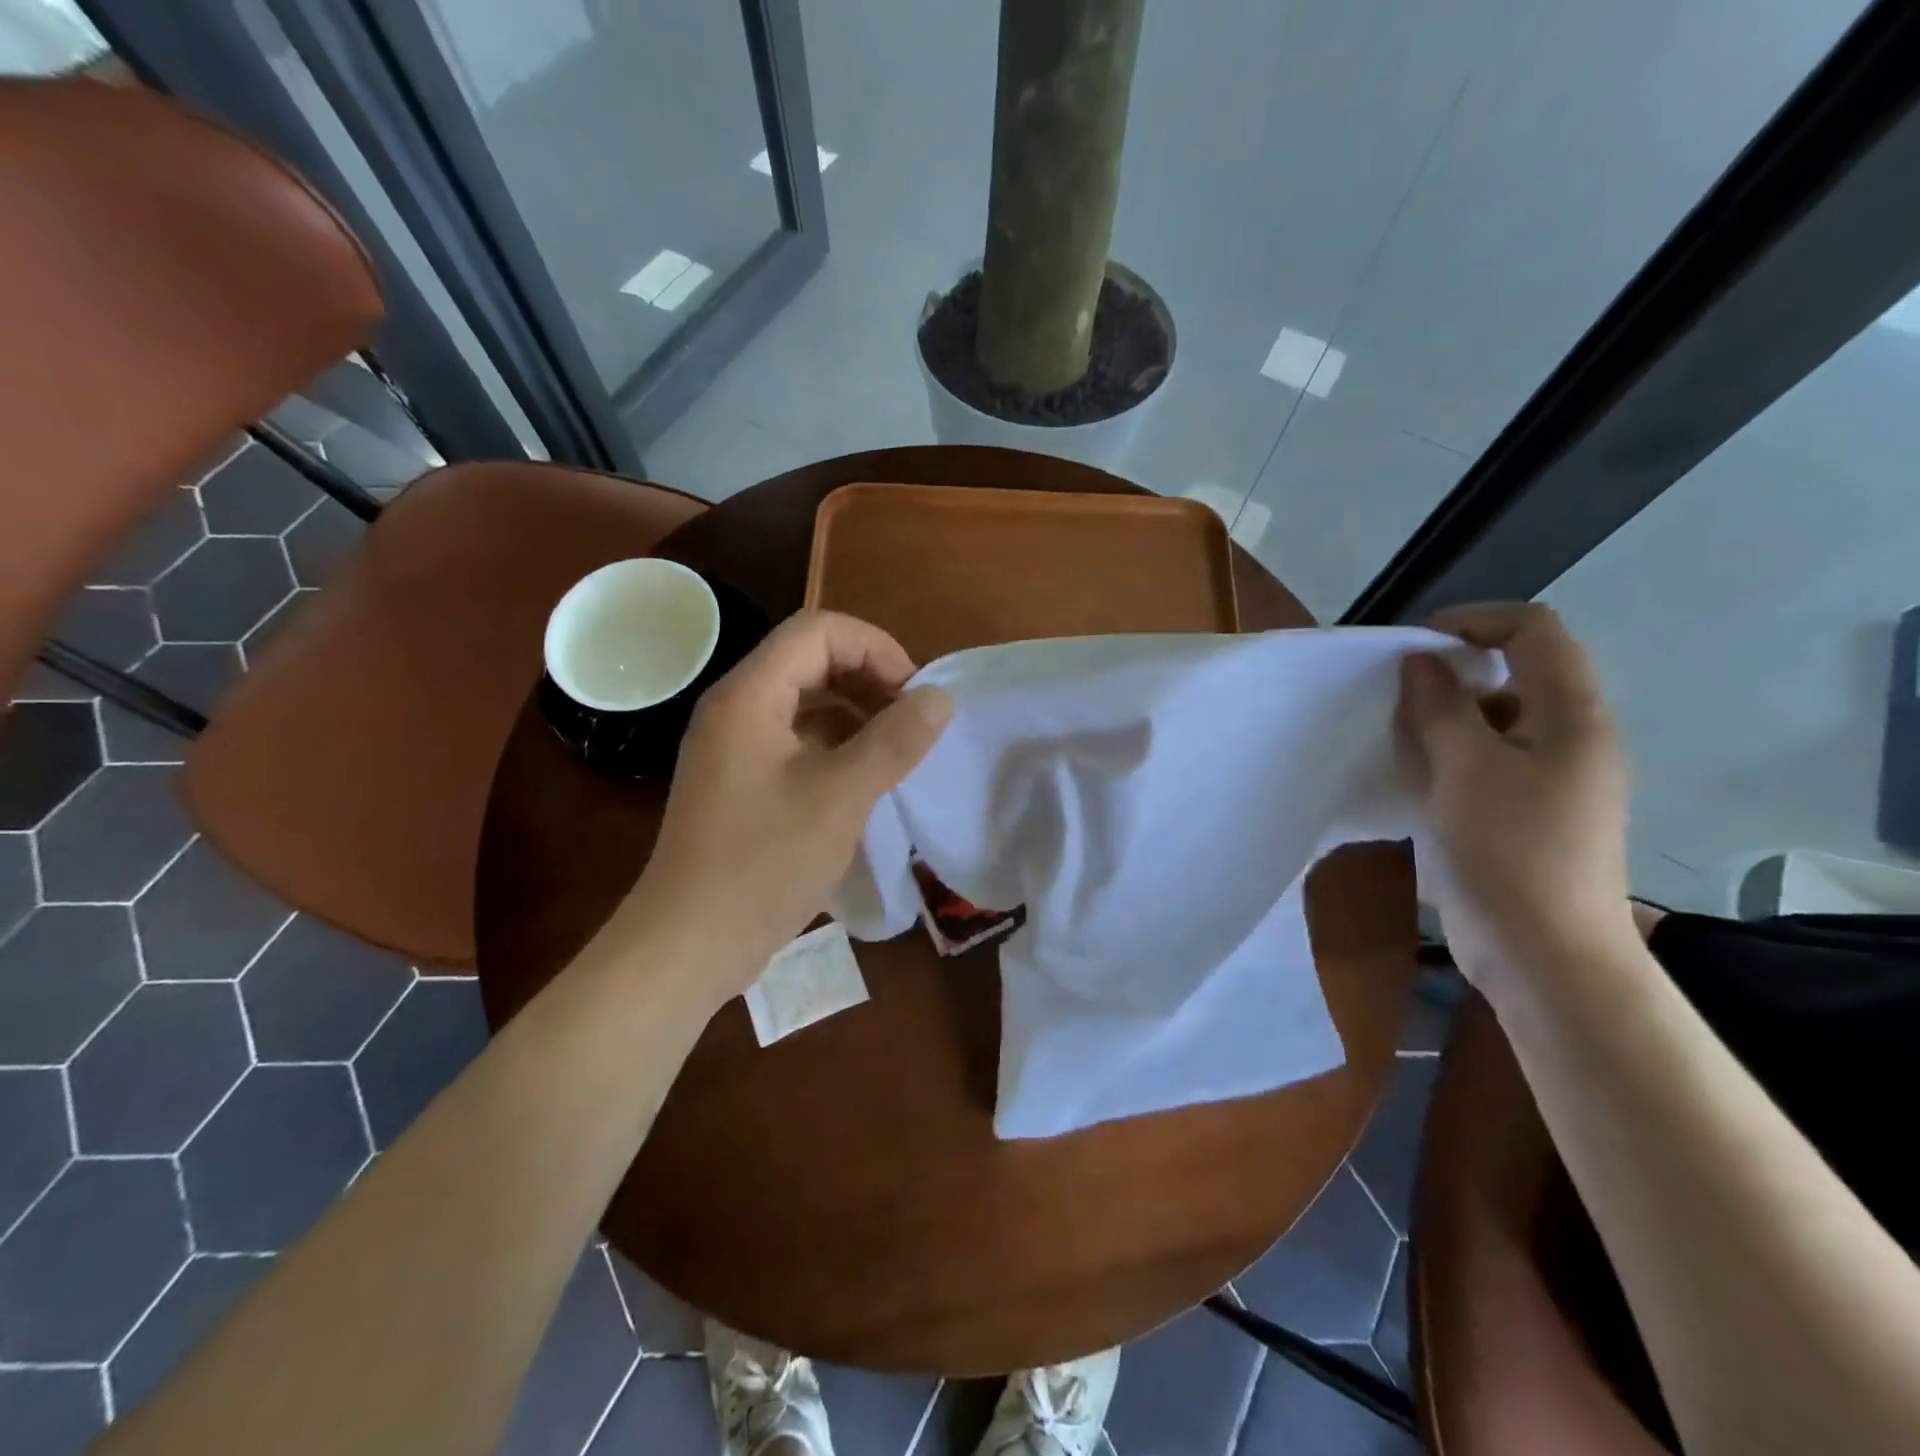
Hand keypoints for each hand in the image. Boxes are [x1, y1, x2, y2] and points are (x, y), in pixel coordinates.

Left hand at [630, 610, 952, 993]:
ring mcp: (734, 748)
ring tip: (897, 753)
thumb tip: (940, 698)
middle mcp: (736, 709)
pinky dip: (836, 748)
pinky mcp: (740, 783)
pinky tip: (864, 783)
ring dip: (856, 716)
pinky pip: (795, 742)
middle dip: (869, 680)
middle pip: (810, 661)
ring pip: (805, 704)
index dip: (875, 649)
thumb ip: (894, 740)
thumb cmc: (763, 863)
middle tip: (912, 724)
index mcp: (750, 695)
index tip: (914, 695)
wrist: (688, 944)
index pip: (818, 631)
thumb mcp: (840, 798)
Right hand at [1396, 603, 1639, 998]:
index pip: (1533, 631)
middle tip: (1395, 697)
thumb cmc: (1510, 852)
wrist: (1544, 954)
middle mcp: (1568, 736)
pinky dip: (1445, 755)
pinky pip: (1482, 760)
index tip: (1414, 648)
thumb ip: (1441, 708)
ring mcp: (1548, 777)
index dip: (1474, 622)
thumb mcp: (1466, 769)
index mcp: (1572, 715)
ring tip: (1395, 738)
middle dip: (1449, 673)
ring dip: (1441, 717)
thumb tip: (1420, 662)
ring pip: (1492, 719)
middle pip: (1512, 672)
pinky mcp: (1522, 811)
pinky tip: (1409, 776)